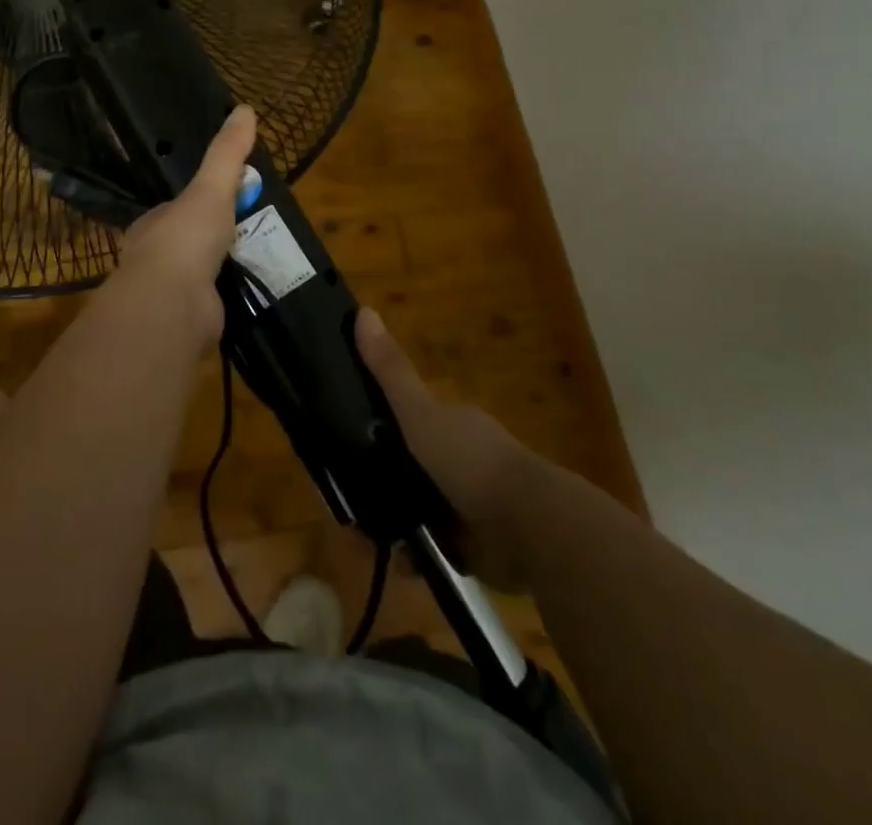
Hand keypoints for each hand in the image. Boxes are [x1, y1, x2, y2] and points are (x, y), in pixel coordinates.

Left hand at [99, 105, 256, 349]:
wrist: (173, 306)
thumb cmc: (185, 240)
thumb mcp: (211, 188)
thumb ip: (226, 153)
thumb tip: (245, 108)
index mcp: (153, 226)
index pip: (177, 209)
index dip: (202, 202)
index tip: (230, 199)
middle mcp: (155, 259)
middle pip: (189, 242)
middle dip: (216, 239)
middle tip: (253, 231)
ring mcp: (170, 294)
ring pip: (201, 275)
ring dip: (225, 269)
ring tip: (261, 261)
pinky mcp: (188, 322)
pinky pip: (214, 304)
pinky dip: (231, 298)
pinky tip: (253, 293)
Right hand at [357, 307, 539, 586]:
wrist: (530, 529)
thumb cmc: (471, 462)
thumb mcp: (421, 414)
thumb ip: (390, 371)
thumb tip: (361, 311)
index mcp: (450, 422)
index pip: (404, 416)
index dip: (373, 425)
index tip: (340, 442)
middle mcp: (459, 457)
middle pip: (407, 464)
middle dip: (378, 482)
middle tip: (347, 500)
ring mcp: (468, 501)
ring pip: (416, 506)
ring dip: (392, 521)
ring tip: (364, 537)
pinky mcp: (474, 544)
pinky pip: (433, 546)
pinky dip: (415, 555)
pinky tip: (399, 561)